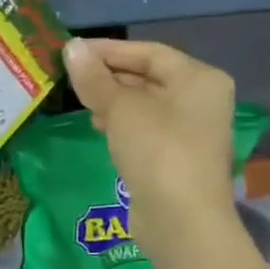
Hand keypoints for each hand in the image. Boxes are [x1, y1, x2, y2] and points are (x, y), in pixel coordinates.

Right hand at [63, 37, 236, 225]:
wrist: (180, 220)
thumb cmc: (157, 151)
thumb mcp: (121, 109)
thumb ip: (95, 78)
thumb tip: (71, 48)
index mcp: (199, 79)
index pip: (148, 51)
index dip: (108, 49)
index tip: (71, 51)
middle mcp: (200, 99)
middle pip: (148, 76)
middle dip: (108, 75)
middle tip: (69, 76)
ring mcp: (189, 131)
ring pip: (144, 103)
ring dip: (111, 99)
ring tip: (79, 101)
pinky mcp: (174, 157)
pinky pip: (143, 128)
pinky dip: (120, 123)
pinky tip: (97, 127)